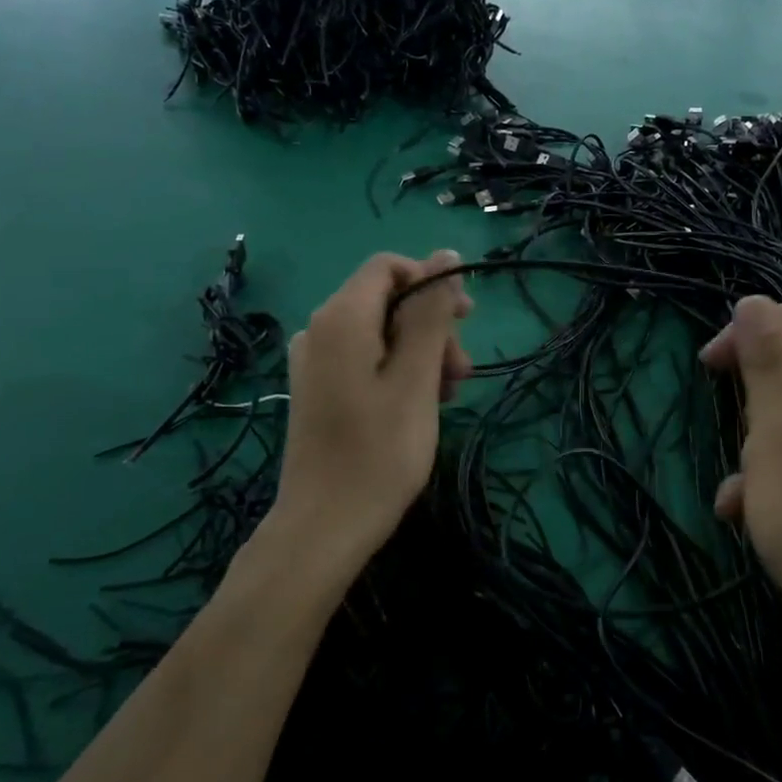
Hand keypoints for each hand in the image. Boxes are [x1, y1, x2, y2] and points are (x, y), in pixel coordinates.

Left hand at [265, 251, 472, 581]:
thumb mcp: (416, 377)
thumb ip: (431, 313)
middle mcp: (320, 329)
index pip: (389, 267)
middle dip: (431, 326)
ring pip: (380, 332)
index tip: (465, 321)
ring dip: (421, 352)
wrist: (324, 526)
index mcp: (341, 318)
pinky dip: (398, 370)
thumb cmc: (379, 452)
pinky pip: (365, 358)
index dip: (431, 282)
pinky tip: (420, 404)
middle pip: (386, 300)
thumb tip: (445, 255)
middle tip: (461, 373)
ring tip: (448, 395)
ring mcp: (315, 361)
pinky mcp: (318, 388)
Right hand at [699, 296, 781, 645]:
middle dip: (754, 398)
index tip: (708, 369)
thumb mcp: (776, 431)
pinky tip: (748, 512)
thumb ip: (766, 361)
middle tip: (731, 433)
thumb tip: (754, 301)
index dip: (749, 332)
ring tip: (740, 488)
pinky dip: (776, 474)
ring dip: (758, 444)